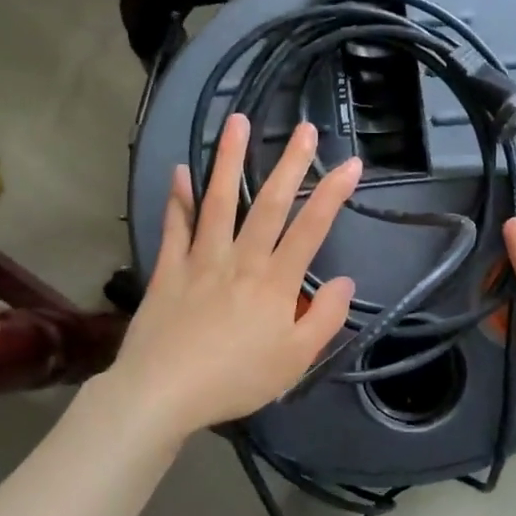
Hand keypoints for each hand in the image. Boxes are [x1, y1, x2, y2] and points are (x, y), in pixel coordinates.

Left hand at [108, 115, 360, 441]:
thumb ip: (324, 318)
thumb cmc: (236, 379)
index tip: (351, 164)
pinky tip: (179, 171)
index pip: (310, 229)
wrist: (164, 393)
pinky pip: (175, 227)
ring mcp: (201, 260)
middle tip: (304, 129)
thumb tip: (344, 280)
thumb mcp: (295, 360)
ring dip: (229, 160)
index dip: (332, 194)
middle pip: (268, 204)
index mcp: (276, 282)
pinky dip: (178, 198)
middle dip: (290, 164)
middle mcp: (241, 260)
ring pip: (218, 202)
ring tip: (237, 122)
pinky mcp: (169, 270)